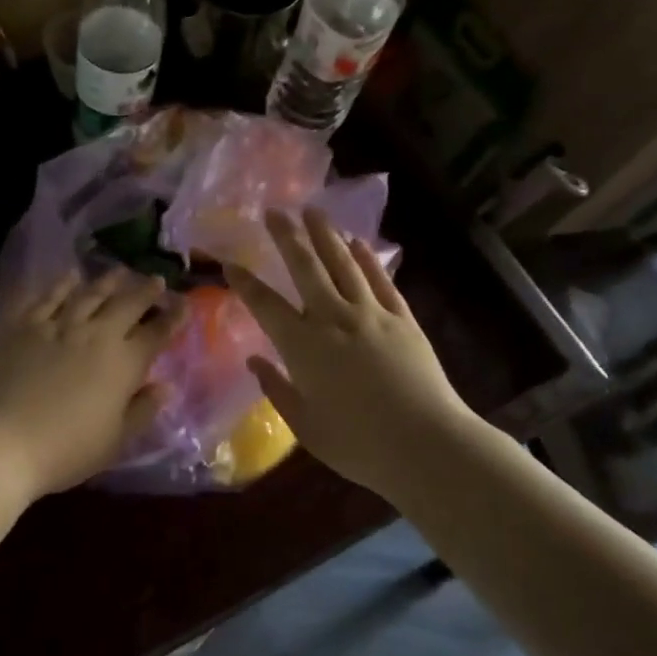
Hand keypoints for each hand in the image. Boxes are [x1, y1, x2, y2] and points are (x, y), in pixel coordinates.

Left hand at [0, 267, 175, 499]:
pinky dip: (63, 285)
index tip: (184, 303)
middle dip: (145, 290)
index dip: (173, 317)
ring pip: (90, 294)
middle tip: (155, 279)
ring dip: (108, 281)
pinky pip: (49, 298)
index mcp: (124, 364)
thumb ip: (142, 410)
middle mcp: (96, 335)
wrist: (1, 441)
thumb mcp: (115, 441)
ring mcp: (59, 326)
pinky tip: (70, 276)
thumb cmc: (65, 450)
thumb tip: (166, 386)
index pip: (157, 333)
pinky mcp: (26, 327)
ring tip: (120, 271)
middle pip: (127, 304)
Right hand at [228, 208, 484, 500]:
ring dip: (325, 235)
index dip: (245, 282)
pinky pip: (381, 280)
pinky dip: (367, 259)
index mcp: (303, 346)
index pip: (265, 304)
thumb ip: (277, 389)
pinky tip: (358, 243)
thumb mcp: (305, 426)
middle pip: (305, 268)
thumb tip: (254, 360)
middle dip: (286, 237)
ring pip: (343, 264)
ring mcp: (371, 315)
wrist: (427, 445)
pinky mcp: (402, 319)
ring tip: (313, 210)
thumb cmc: (358, 445)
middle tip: (274, 210)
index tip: (229, 262)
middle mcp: (333, 319)